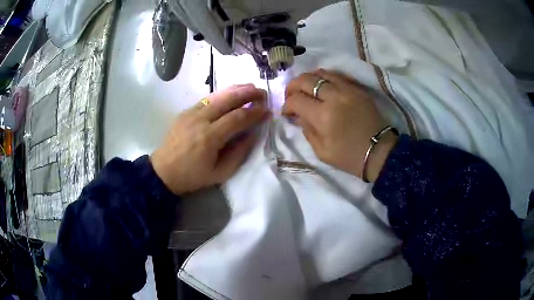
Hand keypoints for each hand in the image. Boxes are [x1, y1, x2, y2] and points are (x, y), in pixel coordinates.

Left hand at [151, 84, 269, 194]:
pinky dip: (221, 94)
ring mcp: (191, 113)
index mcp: (210, 137)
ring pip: (216, 95)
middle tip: (262, 92)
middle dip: (247, 93)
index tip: (266, 110)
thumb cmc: (192, 176)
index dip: (254, 112)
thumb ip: (239, 153)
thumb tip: (252, 134)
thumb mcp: (220, 173)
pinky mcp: (185, 112)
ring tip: (249, 87)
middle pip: (228, 99)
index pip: (238, 117)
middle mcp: (200, 120)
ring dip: (235, 89)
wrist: (163, 172)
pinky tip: (229, 94)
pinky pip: (206, 99)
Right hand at [282, 69, 396, 181]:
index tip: (286, 112)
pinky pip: (337, 75)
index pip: (296, 100)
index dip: (286, 105)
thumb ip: (307, 130)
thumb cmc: (350, 157)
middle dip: (292, 86)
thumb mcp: (322, 152)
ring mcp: (348, 89)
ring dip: (308, 79)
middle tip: (291, 96)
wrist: (380, 152)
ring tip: (306, 88)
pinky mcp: (358, 89)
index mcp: (323, 116)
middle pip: (306, 80)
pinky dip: (325, 77)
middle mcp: (334, 97)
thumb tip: (299, 115)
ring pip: (321, 73)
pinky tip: (322, 85)